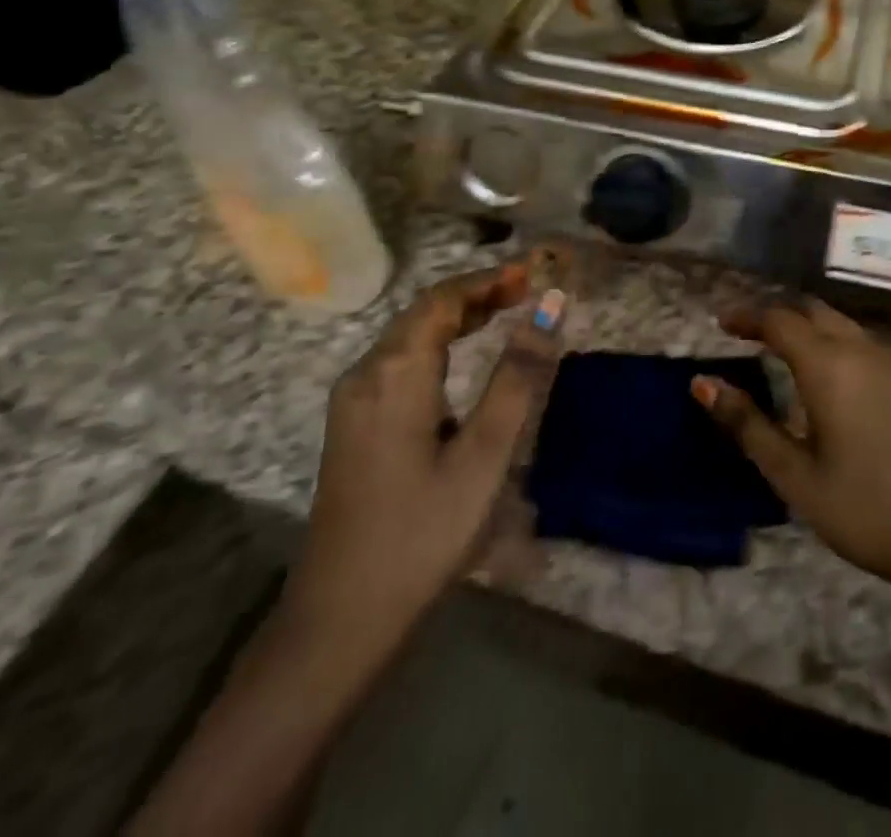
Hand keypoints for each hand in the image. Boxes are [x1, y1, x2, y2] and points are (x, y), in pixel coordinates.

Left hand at [280, 260, 556, 666]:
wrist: (340, 617)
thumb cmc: (422, 532)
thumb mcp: (484, 454)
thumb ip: (518, 376)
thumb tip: (550, 307)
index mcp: (396, 372)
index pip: (443, 299)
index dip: (488, 280)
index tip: (532, 273)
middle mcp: (366, 372)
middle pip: (423, 312)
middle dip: (475, 294)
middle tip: (525, 291)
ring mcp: (352, 400)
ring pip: (408, 336)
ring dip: (455, 318)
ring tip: (503, 313)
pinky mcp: (352, 424)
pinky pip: (397, 362)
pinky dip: (436, 345)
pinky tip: (460, 362)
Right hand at [695, 298, 890, 594]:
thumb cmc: (862, 507)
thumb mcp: (792, 473)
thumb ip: (746, 423)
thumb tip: (701, 382)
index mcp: (827, 365)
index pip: (778, 320)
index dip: (747, 317)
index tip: (721, 325)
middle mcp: (858, 350)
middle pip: (810, 311)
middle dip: (775, 314)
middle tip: (745, 333)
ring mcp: (887, 363)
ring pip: (838, 321)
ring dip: (804, 323)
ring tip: (776, 347)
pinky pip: (858, 339)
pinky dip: (829, 337)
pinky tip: (822, 371)